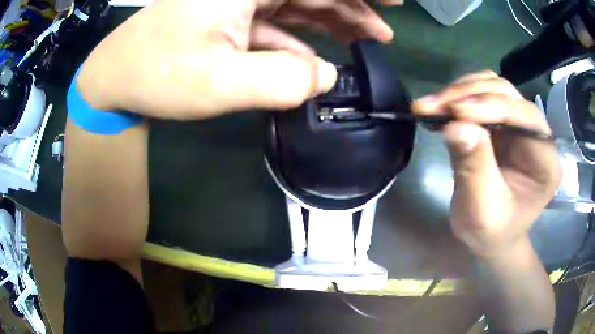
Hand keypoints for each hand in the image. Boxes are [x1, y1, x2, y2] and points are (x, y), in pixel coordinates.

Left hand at [78, 0, 394, 119]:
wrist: (115, 80)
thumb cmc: (155, 76)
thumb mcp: (217, 83)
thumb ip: (281, 80)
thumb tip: (328, 76)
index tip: (394, 0)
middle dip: (352, 7)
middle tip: (382, 32)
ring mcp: (237, 0)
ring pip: (298, 3)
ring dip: (333, 20)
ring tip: (365, 39)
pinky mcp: (229, 17)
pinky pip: (276, 21)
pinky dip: (300, 37)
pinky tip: (317, 57)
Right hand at [413, 71, 561, 257]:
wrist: (492, 236)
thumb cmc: (491, 233)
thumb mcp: (481, 212)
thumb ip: (474, 169)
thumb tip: (454, 125)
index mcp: (545, 161)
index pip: (524, 117)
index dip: (491, 107)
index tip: (454, 113)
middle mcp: (537, 134)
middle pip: (507, 93)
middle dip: (469, 95)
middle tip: (432, 107)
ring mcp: (519, 124)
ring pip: (492, 87)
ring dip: (460, 92)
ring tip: (431, 107)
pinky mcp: (502, 122)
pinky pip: (481, 95)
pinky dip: (459, 97)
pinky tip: (442, 110)